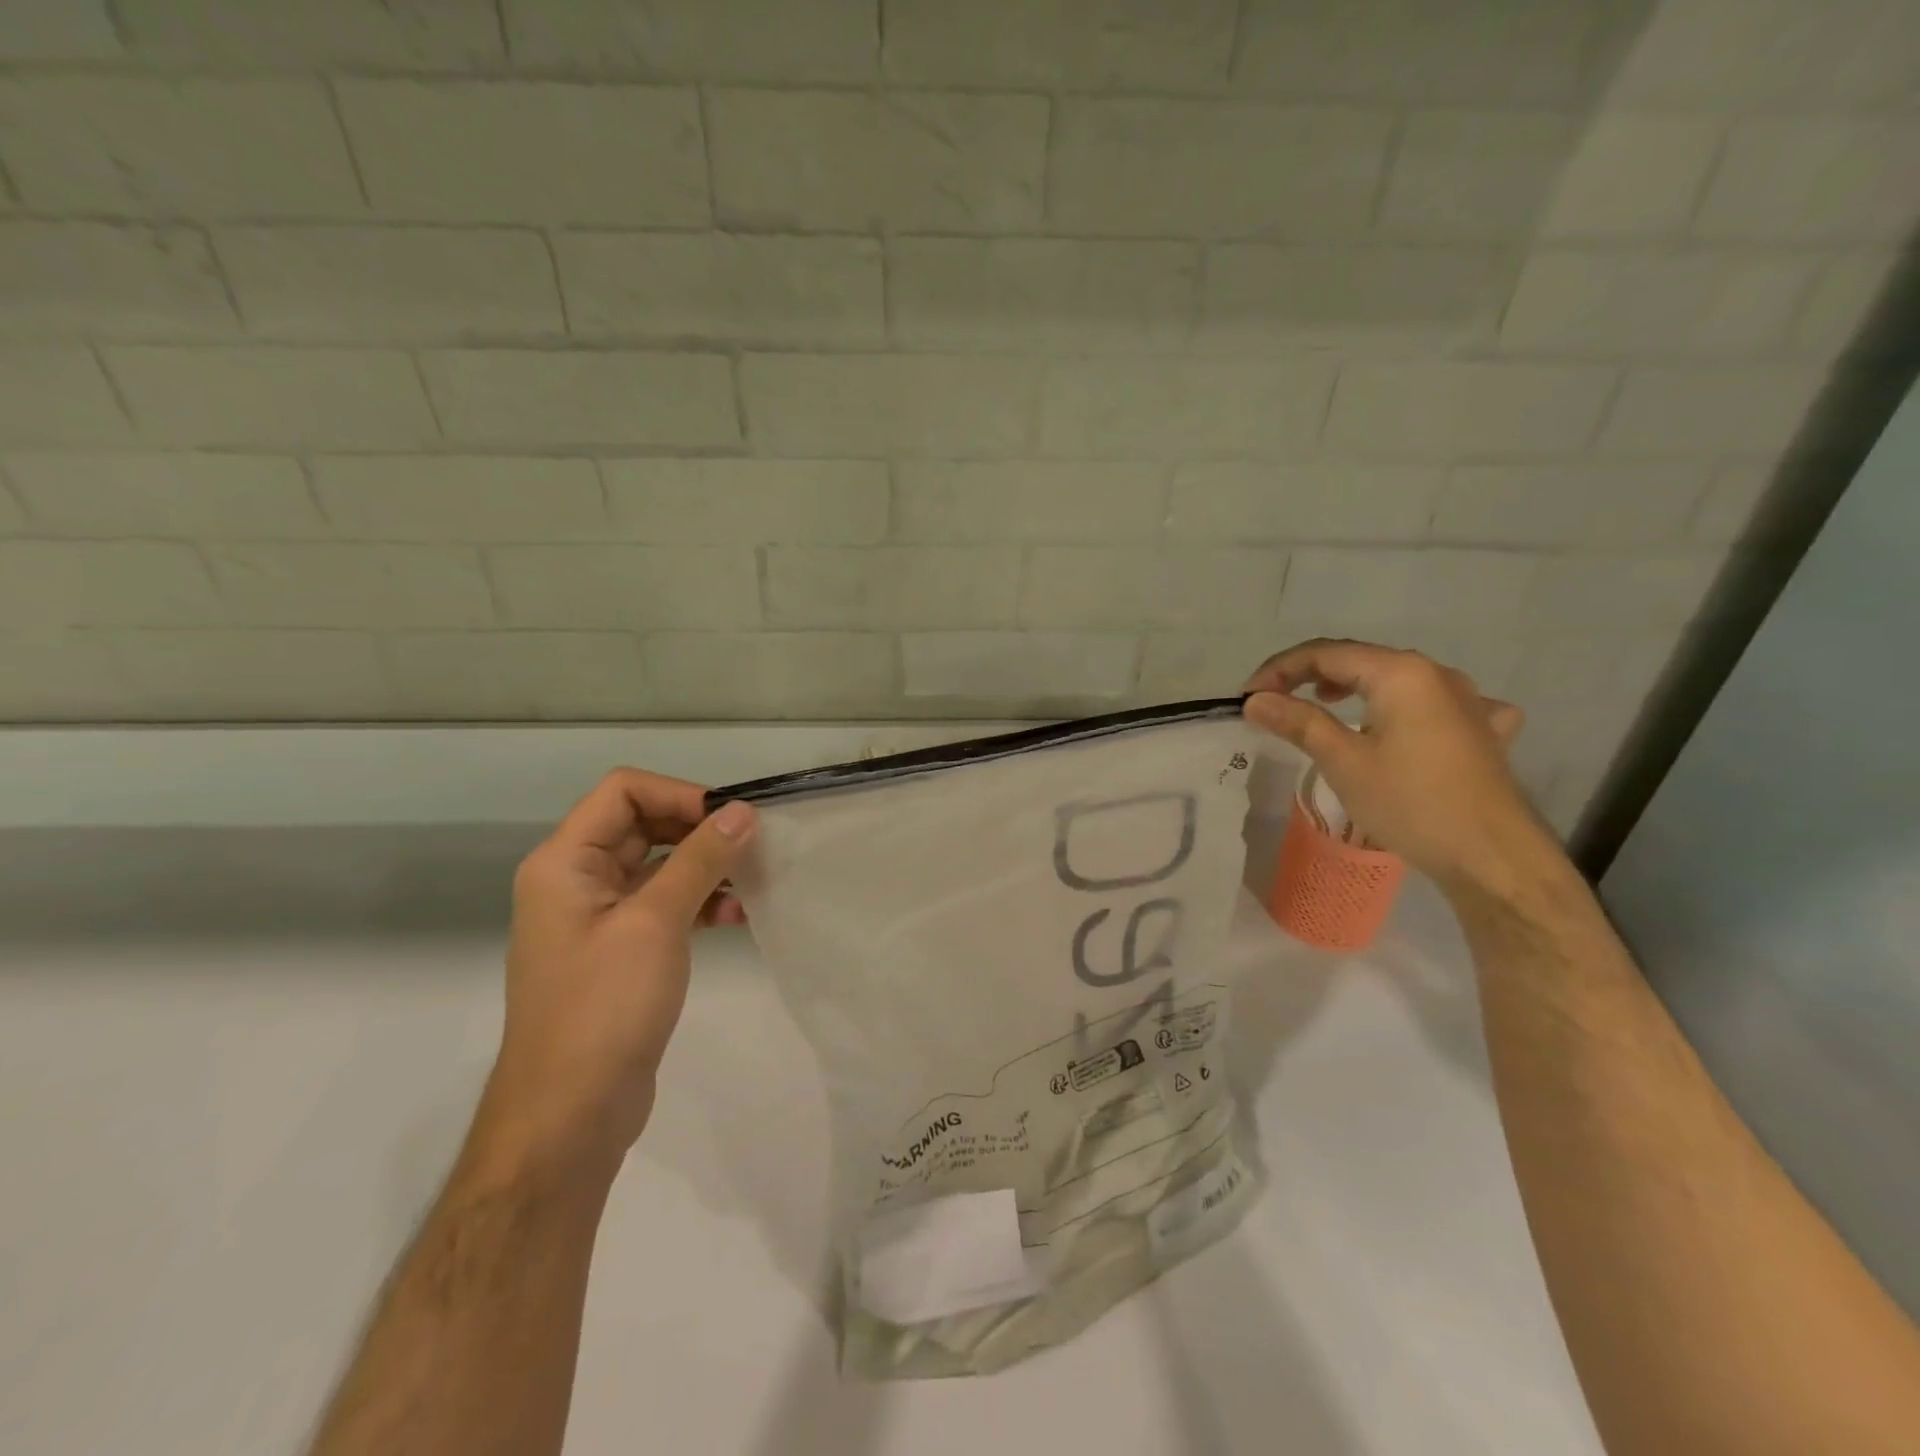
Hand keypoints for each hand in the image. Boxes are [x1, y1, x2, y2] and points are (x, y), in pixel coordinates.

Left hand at [478, 770, 756, 1169]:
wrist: (569, 1114)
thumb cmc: (605, 1006)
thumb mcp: (656, 922)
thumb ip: (700, 859)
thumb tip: (741, 811)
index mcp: (564, 862)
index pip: (622, 791)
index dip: (679, 793)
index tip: (731, 816)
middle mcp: (576, 880)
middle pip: (642, 824)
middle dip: (698, 828)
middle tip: (752, 842)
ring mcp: (598, 918)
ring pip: (658, 865)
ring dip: (705, 866)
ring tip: (753, 880)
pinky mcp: (621, 951)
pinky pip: (663, 905)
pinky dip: (699, 902)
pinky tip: (736, 918)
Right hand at [1243, 639, 1556, 898]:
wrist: (1492, 857)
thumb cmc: (1411, 804)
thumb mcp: (1344, 761)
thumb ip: (1298, 722)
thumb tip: (1255, 700)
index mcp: (1401, 673)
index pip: (1325, 654)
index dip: (1279, 671)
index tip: (1247, 698)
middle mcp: (1436, 674)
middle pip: (1360, 660)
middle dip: (1310, 676)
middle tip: (1273, 702)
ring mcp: (1467, 700)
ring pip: (1395, 679)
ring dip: (1352, 687)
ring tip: (1325, 705)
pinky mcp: (1480, 730)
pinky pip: (1433, 703)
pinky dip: (1401, 706)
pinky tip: (1403, 725)